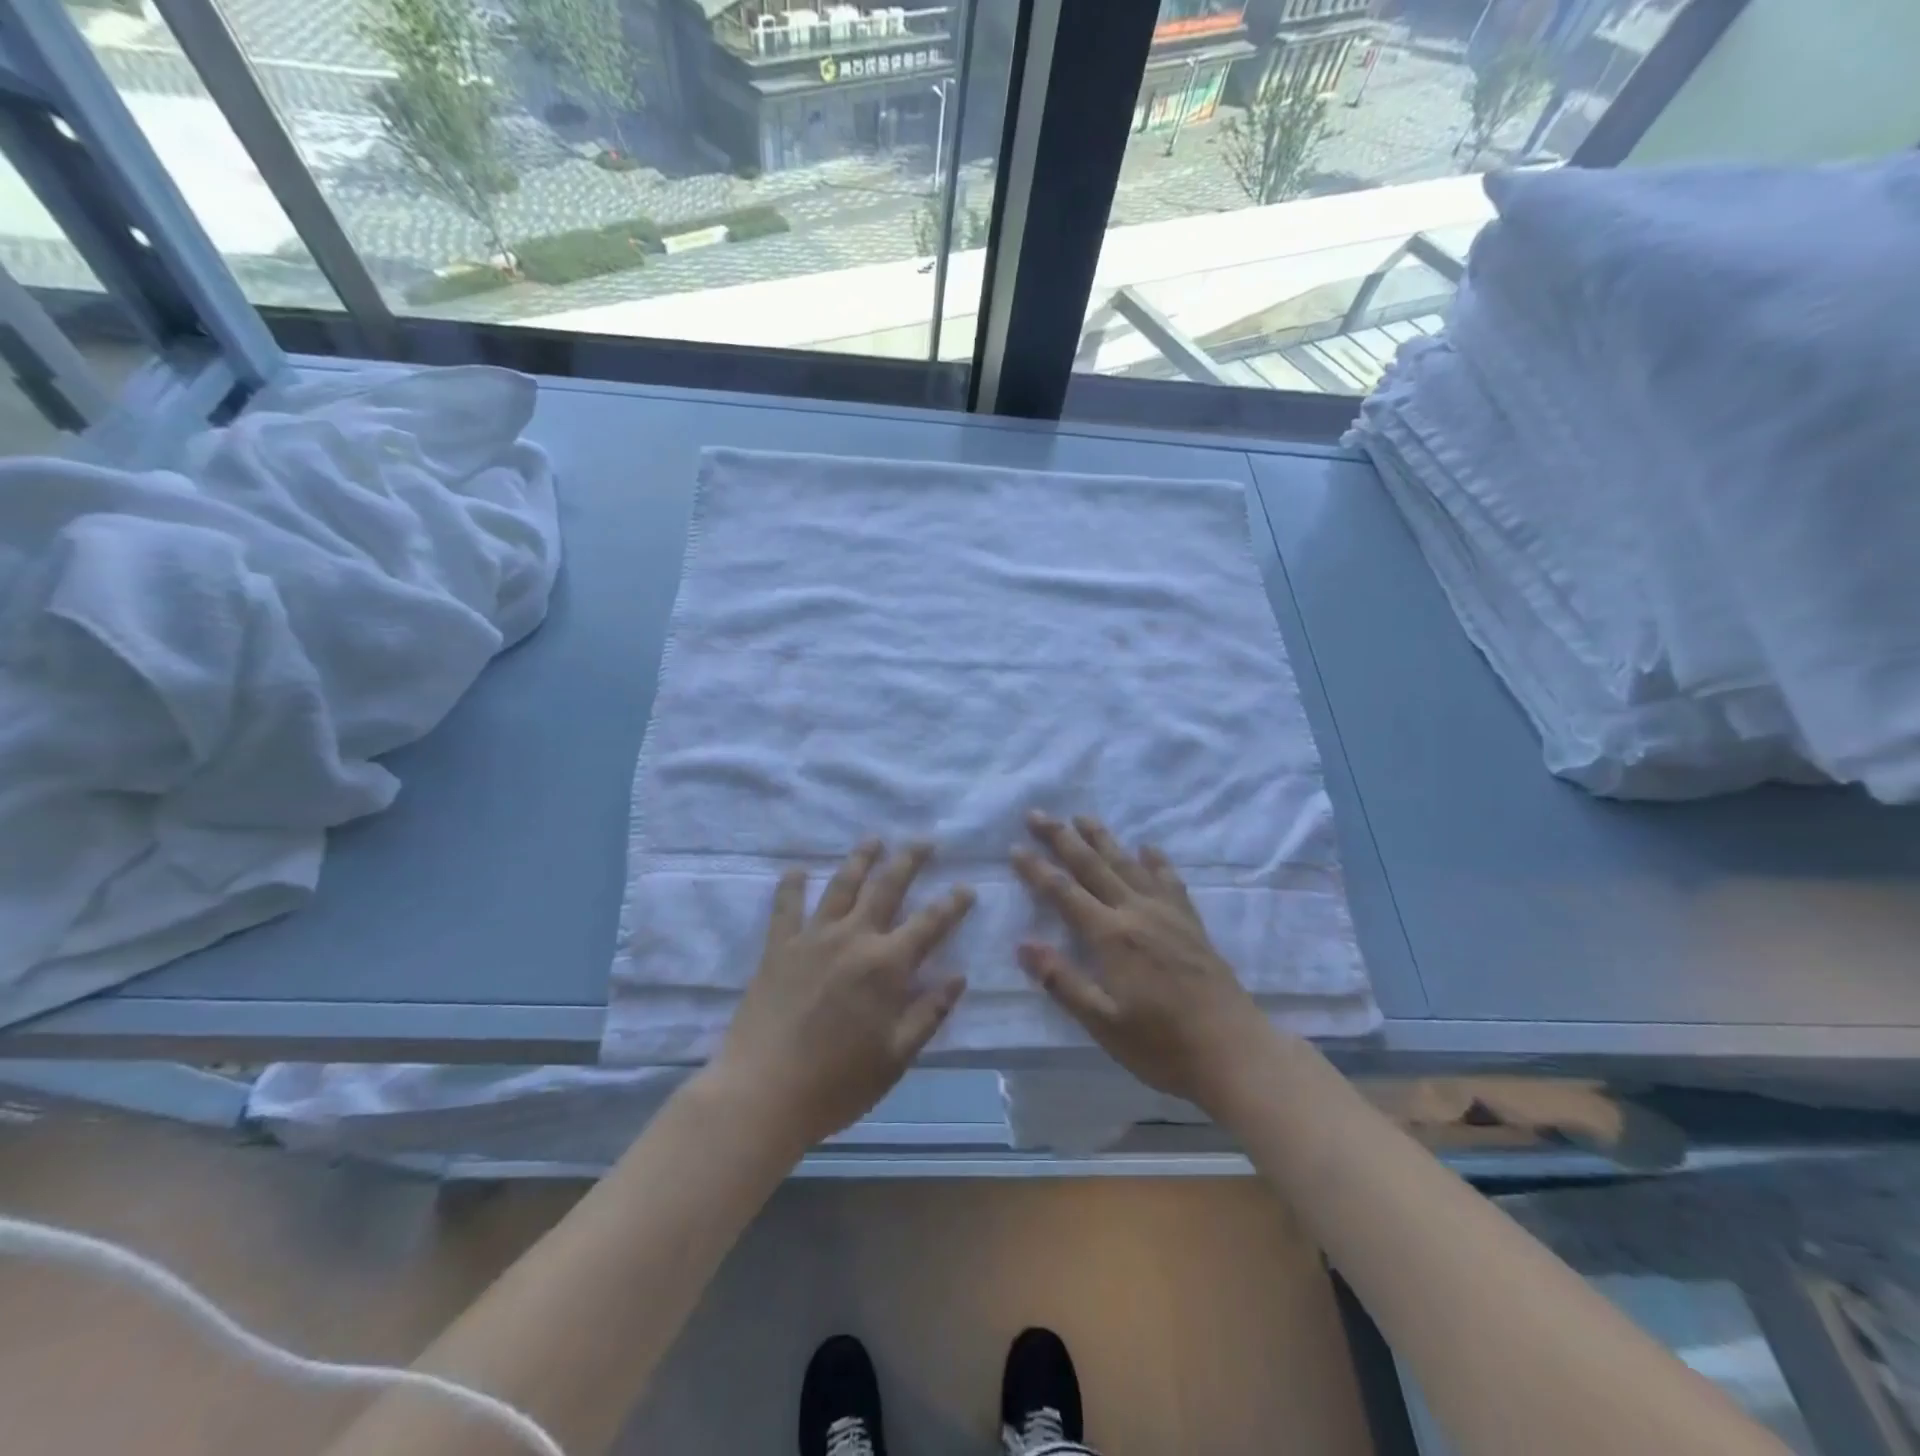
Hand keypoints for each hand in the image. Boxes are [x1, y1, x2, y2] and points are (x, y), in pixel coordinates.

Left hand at [712, 840, 972, 1150]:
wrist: (762, 1094)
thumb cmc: (837, 1083)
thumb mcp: (895, 1057)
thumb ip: (928, 1013)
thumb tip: (958, 977)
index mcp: (886, 966)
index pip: (929, 923)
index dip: (952, 903)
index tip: (966, 887)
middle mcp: (853, 938)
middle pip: (886, 887)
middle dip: (909, 860)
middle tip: (923, 840)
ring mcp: (812, 938)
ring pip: (842, 885)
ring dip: (860, 859)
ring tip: (873, 839)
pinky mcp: (778, 947)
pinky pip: (786, 906)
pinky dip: (791, 885)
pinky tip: (797, 869)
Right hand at [1012, 812, 1278, 1113]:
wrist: (1234, 1051)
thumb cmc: (1161, 1045)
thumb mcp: (1103, 1023)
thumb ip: (1062, 981)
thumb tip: (1023, 944)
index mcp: (1111, 936)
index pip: (1064, 893)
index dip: (1037, 869)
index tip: (1015, 848)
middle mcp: (1136, 912)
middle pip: (1092, 866)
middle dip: (1062, 838)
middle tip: (1037, 814)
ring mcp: (1167, 913)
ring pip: (1127, 864)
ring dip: (1102, 838)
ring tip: (1082, 816)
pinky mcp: (1190, 922)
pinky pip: (1168, 880)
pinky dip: (1155, 860)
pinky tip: (1148, 848)